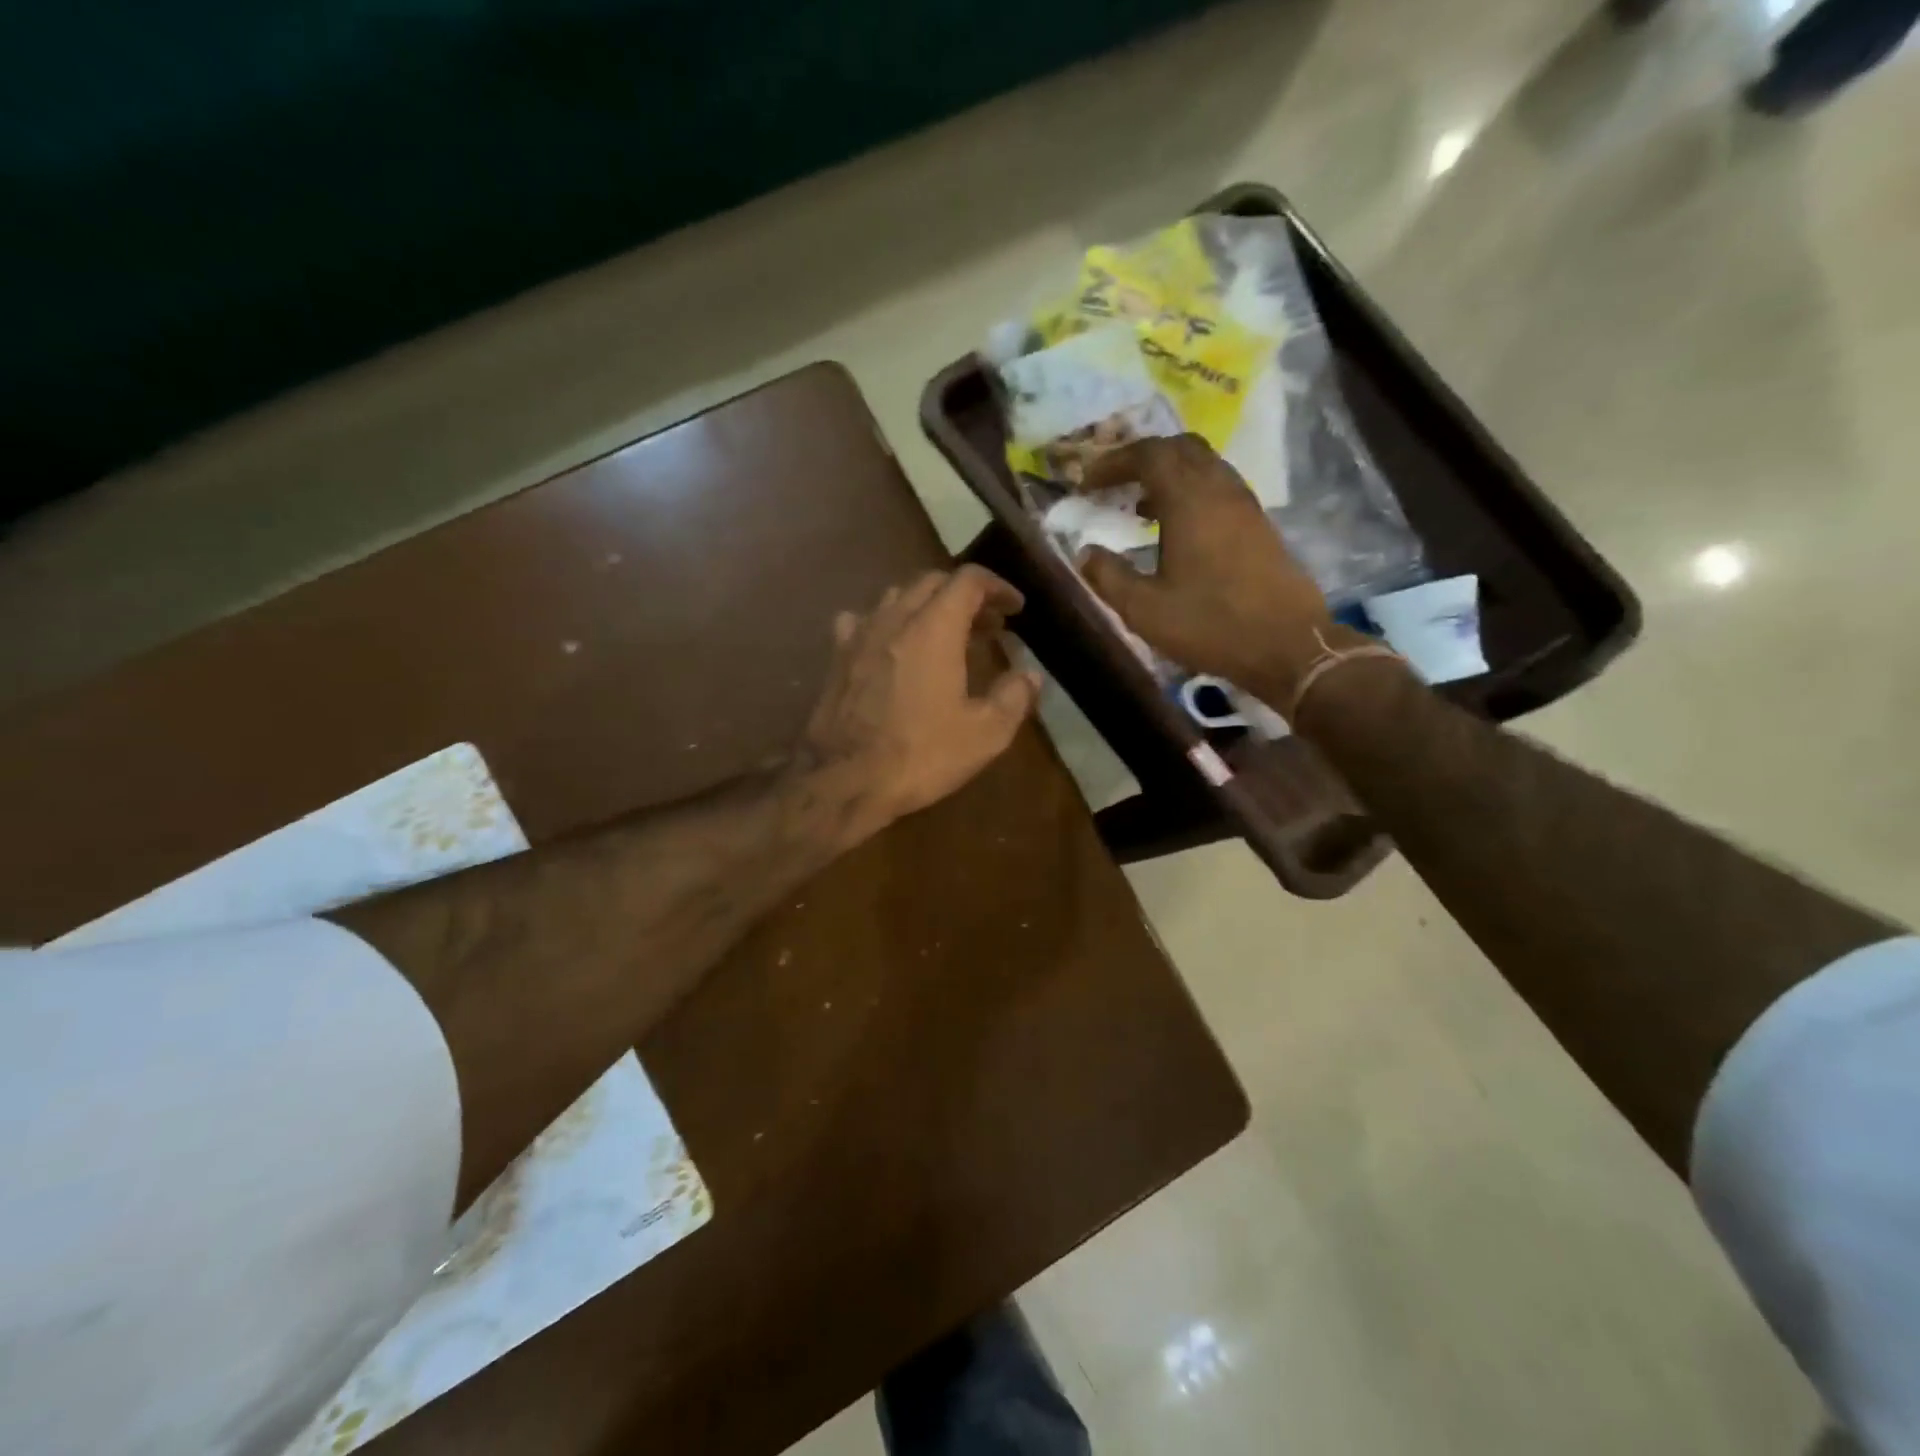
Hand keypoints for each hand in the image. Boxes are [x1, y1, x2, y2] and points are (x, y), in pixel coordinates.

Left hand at [796, 566, 1041, 844]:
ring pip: (896, 597)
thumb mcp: (984, 734)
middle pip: (932, 582)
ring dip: (927, 605)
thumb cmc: (920, 755)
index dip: (998, 587)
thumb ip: (1014, 697)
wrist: (844, 781)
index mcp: (934, 628)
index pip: (968, 581)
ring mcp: (859, 635)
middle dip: (965, 595)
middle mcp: (894, 618)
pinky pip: (863, 621)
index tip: (1016, 607)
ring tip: (945, 633)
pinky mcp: (837, 658)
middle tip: (989, 624)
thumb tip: (1030, 675)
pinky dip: (886, 622)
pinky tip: (891, 645)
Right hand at [1077, 435, 1363, 707]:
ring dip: (1168, 474)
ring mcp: (1245, 505)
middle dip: (1141, 458)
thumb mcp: (1145, 609)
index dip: (1113, 462)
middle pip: (1180, 447)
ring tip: (1139, 506)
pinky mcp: (1259, 524)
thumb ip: (1108, 576)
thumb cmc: (1210, 625)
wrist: (1287, 646)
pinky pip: (1219, 487)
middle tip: (1113, 484)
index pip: (1148, 454)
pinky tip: (1176, 528)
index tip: (1086, 484)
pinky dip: (1190, 492)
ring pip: (1204, 465)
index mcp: (1189, 501)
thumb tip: (1086, 553)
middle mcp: (1220, 490)